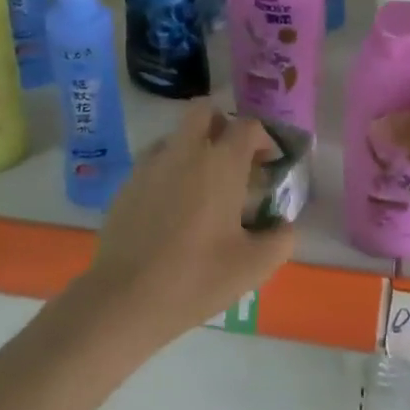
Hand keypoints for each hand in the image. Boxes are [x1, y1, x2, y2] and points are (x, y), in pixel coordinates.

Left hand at [83, 100, 297, 343]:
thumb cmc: (196, 277)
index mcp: (221, 163)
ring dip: (194, 147)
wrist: (125, 298)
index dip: (263, 139)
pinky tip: (173, 206)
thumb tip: (284, 225)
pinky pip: (155, 160)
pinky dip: (170, 170)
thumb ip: (280, 240)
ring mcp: (152, 164)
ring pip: (177, 135)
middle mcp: (186, 151)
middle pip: (205, 111)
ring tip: (202, 186)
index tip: (268, 164)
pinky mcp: (128, 183)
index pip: (248, 126)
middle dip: (222, 124)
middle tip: (232, 158)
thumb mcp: (253, 266)